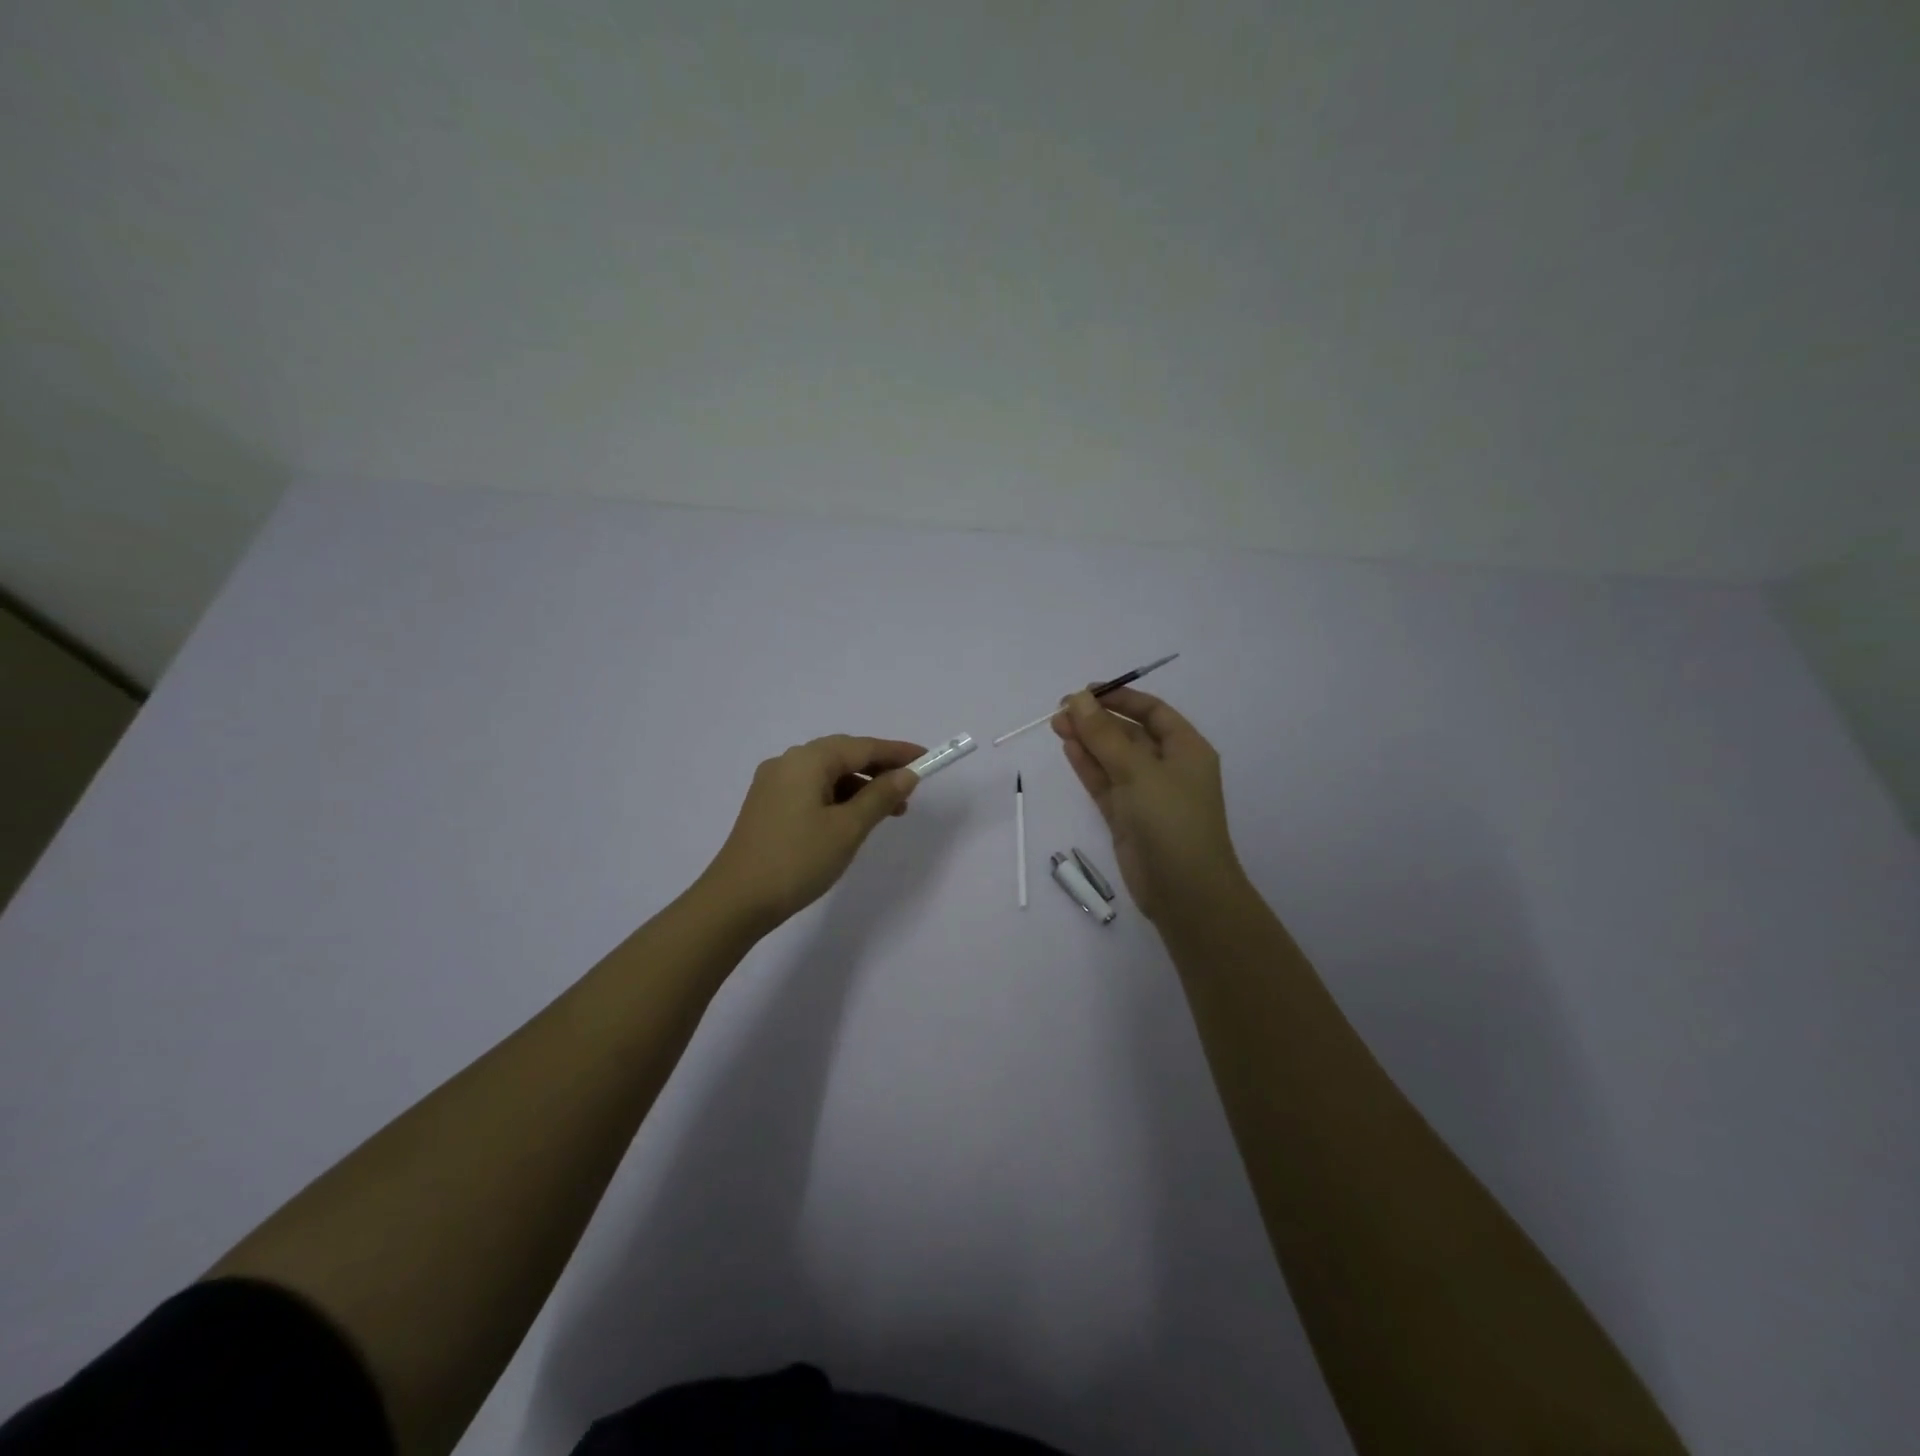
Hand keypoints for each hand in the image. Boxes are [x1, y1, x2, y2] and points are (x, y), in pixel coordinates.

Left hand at [698, 735, 924, 931]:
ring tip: (887, 813)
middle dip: (879, 770)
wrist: (736, 901)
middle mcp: (788, 762)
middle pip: (843, 755)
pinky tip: (852, 820)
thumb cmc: (798, 860)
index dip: (897, 752)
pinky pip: (812, 790)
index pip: (862, 747)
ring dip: (859, 787)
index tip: (927, 758)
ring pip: (827, 774)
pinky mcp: (768, 806)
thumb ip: (880, 797)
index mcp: (807, 760)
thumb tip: (906, 775)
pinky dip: (838, 798)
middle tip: (909, 791)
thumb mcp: (848, 828)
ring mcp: (773, 784)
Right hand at [1051, 688, 1245, 923]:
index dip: (1121, 698)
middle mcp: (1168, 767)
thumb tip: (1077, 698)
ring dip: (1087, 741)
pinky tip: (1068, 748)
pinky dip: (1087, 766)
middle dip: (1097, 720)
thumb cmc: (1171, 820)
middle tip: (1060, 710)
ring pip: (1112, 758)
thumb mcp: (1138, 770)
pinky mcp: (1127, 817)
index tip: (1086, 692)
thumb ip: (1104, 734)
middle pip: (1129, 734)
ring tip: (1056, 725)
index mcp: (1186, 749)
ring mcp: (1146, 794)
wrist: (1184, 890)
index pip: (1152, 712)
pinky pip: (1105, 783)